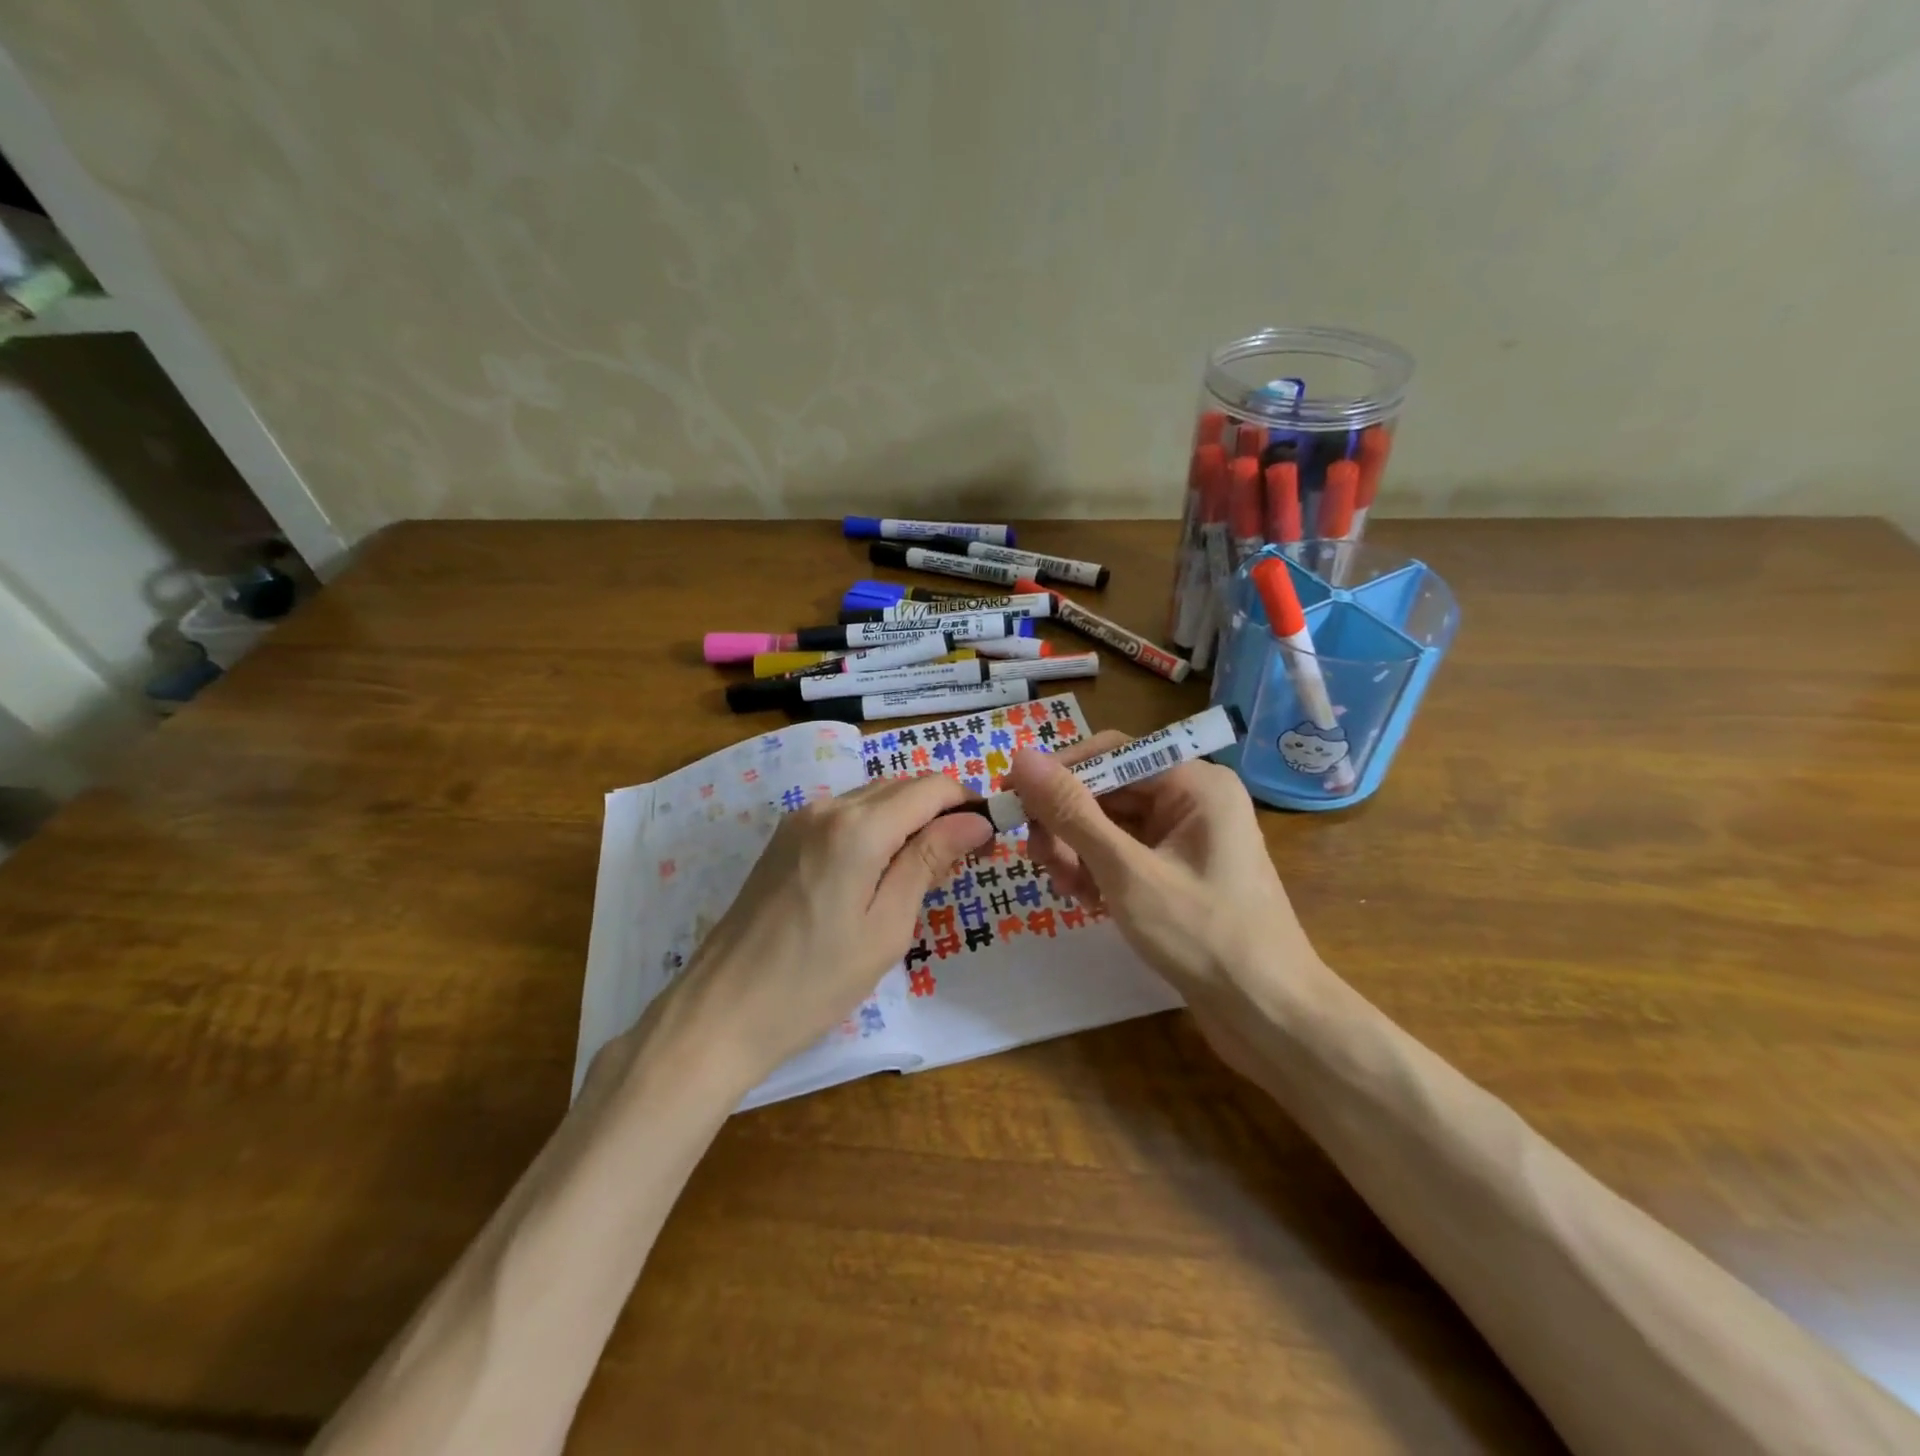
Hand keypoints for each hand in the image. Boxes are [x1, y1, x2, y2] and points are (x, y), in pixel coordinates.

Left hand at [668, 773, 992, 1082]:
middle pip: (902, 786)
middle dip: (940, 810)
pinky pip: (845, 815)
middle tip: (963, 858)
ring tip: (926, 869)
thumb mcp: (886, 927)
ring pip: (873, 797)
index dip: (967, 803)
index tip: (990, 836)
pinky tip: (880, 870)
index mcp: (858, 827)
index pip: (931, 788)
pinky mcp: (784, 839)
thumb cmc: (814, 981)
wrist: (721, 1011)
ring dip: (908, 818)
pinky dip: (876, 828)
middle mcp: (827, 807)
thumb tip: (975, 819)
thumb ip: (929, 861)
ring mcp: (799, 820)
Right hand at [1009, 735, 1320, 1017]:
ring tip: (1067, 890)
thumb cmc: (1204, 937)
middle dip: (1068, 824)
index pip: (1110, 752)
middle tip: (1040, 861)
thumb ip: (1071, 813)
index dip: (1058, 773)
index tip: (1012, 801)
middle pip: (1108, 790)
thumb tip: (1020, 758)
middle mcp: (1192, 799)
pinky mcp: (1179, 872)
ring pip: (1111, 825)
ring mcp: (1187, 837)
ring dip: (1079, 852)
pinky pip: (1125, 854)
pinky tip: (1089, 903)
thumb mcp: (1127, 872)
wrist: (1270, 1016)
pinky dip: (1100, 872)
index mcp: (1194, 783)